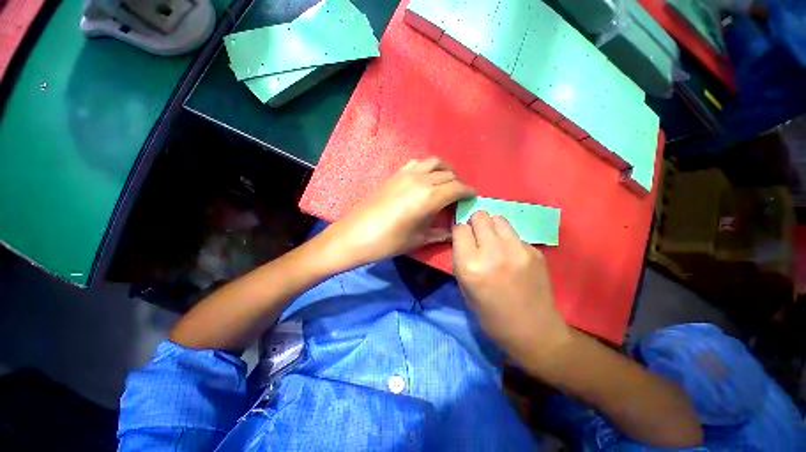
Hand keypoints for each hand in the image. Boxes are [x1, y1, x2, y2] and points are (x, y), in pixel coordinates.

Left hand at [317, 157, 474, 269]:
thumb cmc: (390, 241)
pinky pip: (417, 163)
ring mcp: (407, 174)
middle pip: (449, 174)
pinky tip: (425, 179)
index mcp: (430, 197)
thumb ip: (441, 233)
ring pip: (434, 162)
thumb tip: (455, 231)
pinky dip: (427, 167)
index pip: (458, 187)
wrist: (357, 234)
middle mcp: (421, 179)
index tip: (472, 198)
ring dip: (445, 170)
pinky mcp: (396, 174)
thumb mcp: (420, 239)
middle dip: (458, 183)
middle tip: (459, 196)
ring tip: (445, 184)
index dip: (468, 192)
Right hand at [452, 212, 569, 358]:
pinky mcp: (534, 251)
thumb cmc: (490, 315)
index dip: (460, 232)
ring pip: (499, 219)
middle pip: (480, 216)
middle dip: (475, 224)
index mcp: (470, 265)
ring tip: (495, 242)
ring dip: (492, 227)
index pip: (460, 229)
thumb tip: (463, 239)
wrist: (533, 331)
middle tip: (478, 237)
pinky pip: (515, 235)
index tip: (463, 239)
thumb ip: (461, 259)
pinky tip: (513, 256)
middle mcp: (493, 252)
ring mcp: (517, 249)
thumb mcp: (464, 288)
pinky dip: (509, 240)